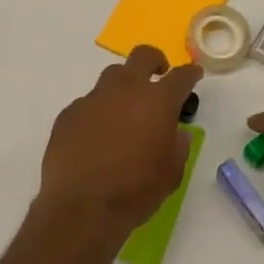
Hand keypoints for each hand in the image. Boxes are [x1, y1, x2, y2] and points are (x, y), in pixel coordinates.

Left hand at [39, 44, 201, 241]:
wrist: (80, 208)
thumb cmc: (135, 191)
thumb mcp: (171, 173)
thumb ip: (178, 145)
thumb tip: (175, 131)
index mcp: (157, 101)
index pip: (180, 76)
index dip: (190, 73)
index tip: (194, 74)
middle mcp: (125, 89)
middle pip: (143, 56)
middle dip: (155, 61)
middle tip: (159, 75)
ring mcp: (93, 98)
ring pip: (112, 76)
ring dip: (124, 86)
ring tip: (125, 110)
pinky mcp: (69, 113)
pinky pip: (89, 103)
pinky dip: (98, 112)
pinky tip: (96, 136)